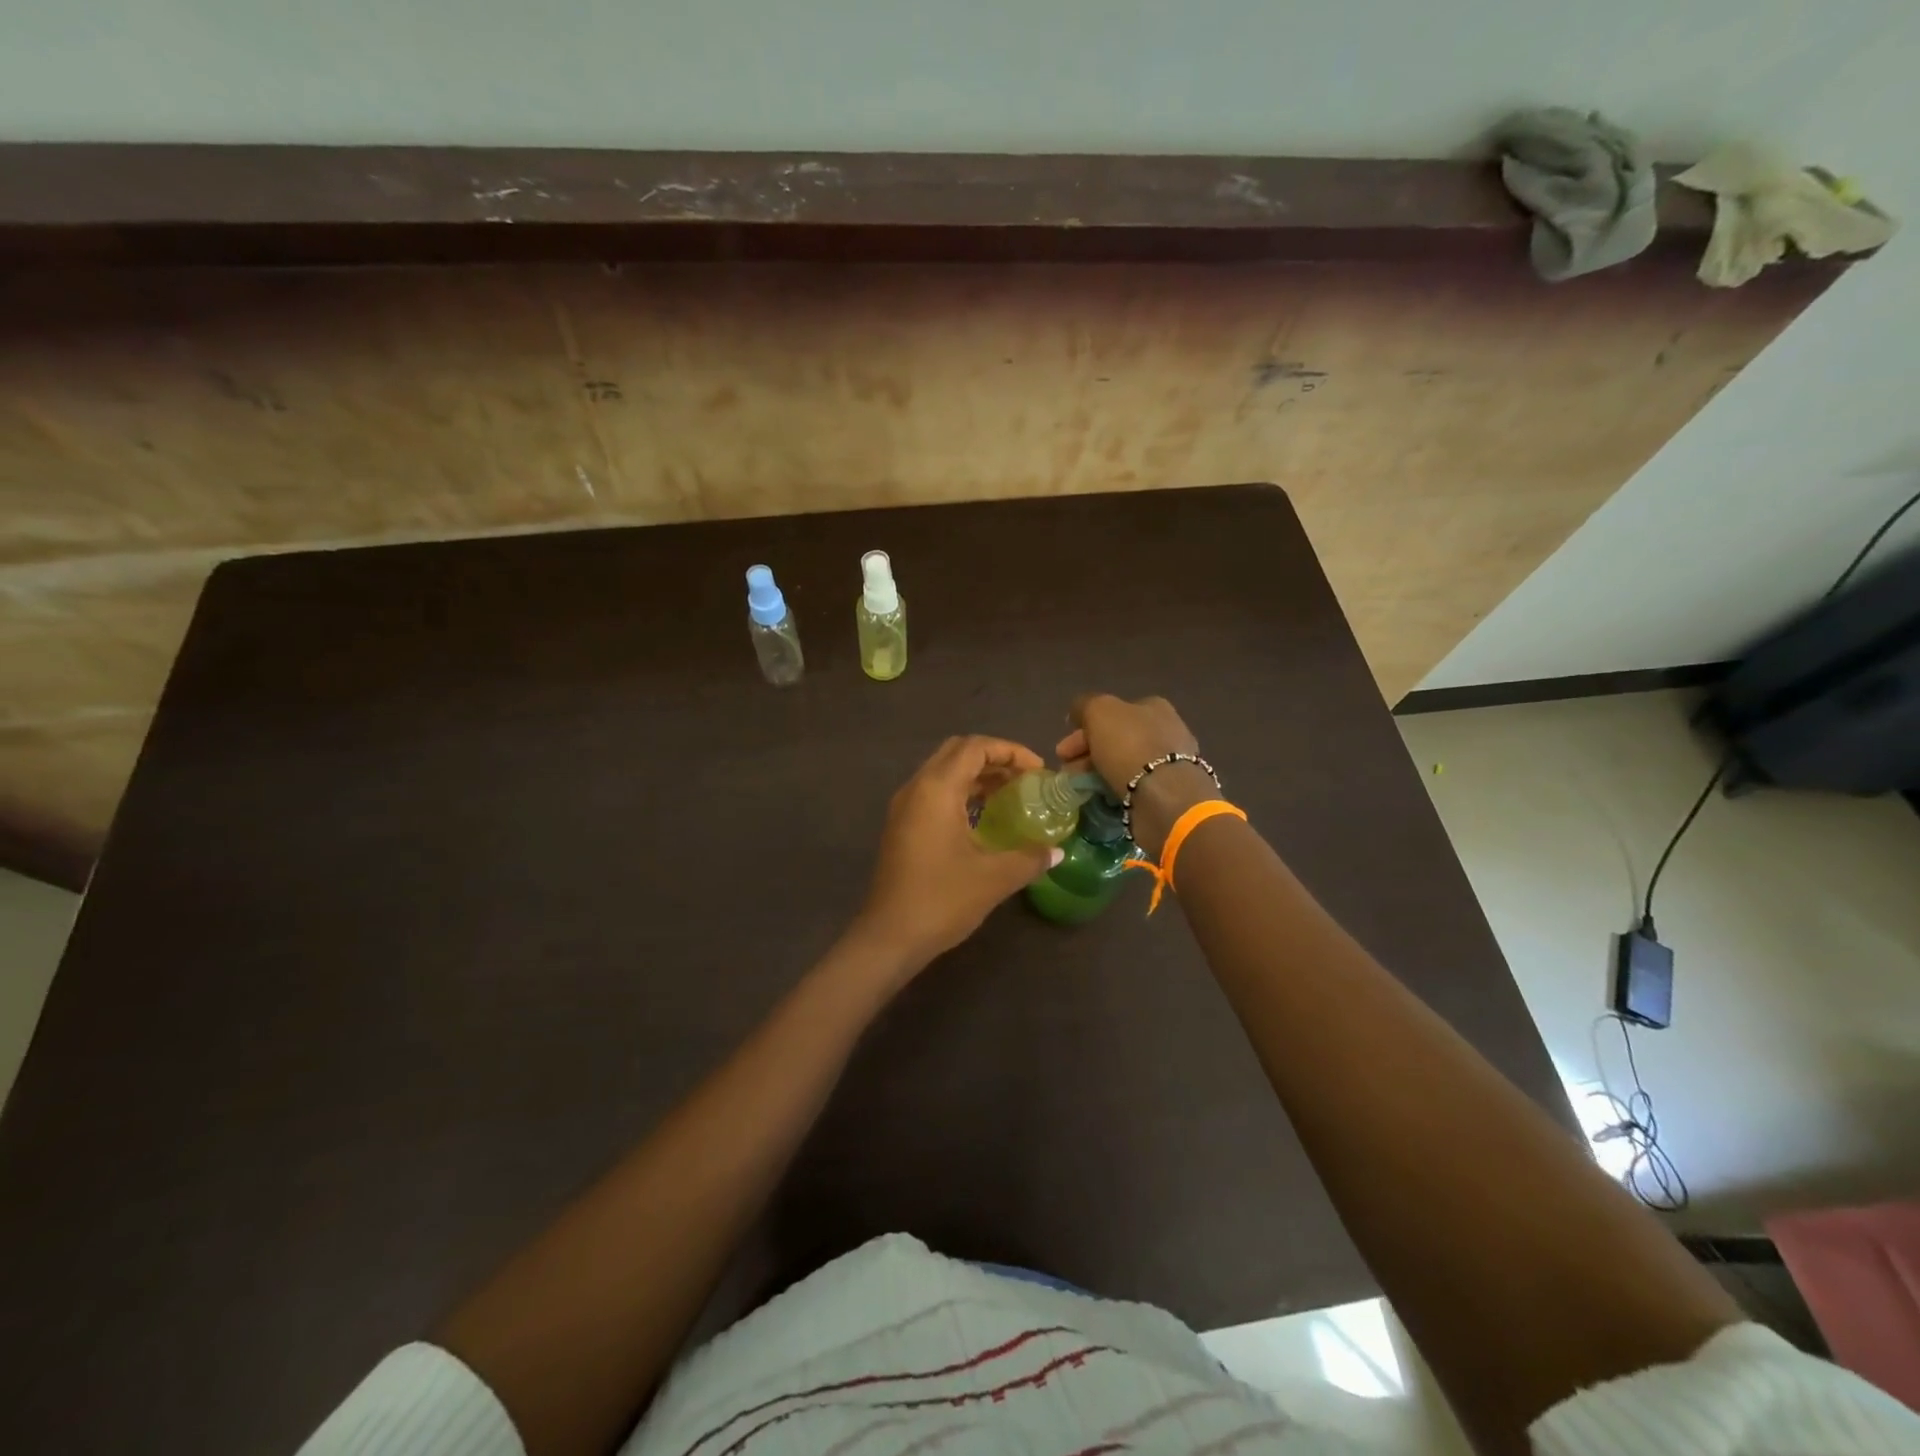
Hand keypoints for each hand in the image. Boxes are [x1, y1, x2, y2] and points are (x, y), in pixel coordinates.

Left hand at [853, 735, 1061, 970]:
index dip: (1010, 751)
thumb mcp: (994, 877)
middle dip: (993, 758)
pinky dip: (960, 793)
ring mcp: (904, 807)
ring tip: (1009, 796)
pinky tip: (982, 819)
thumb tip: (1056, 852)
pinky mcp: (900, 826)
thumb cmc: (942, 899)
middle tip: (1024, 779)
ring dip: (976, 776)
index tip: (1038, 772)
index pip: (975, 747)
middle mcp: (916, 788)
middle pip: (956, 752)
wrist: (889, 936)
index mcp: (936, 789)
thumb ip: (1030, 858)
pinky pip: (933, 792)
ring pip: (943, 772)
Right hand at [1057, 694, 1209, 855]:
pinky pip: (1133, 784)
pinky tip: (1101, 796)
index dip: (1083, 728)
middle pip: (1115, 738)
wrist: (1164, 795)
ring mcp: (1169, 762)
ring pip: (1122, 762)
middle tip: (1066, 769)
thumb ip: (1084, 706)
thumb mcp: (1099, 711)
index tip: (1063, 750)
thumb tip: (1077, 713)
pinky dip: (1114, 787)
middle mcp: (1165, 730)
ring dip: (1096, 772)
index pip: (1111, 713)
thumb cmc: (1130, 745)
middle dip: (1086, 752)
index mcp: (1153, 707)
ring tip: (1078, 787)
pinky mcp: (1168, 790)